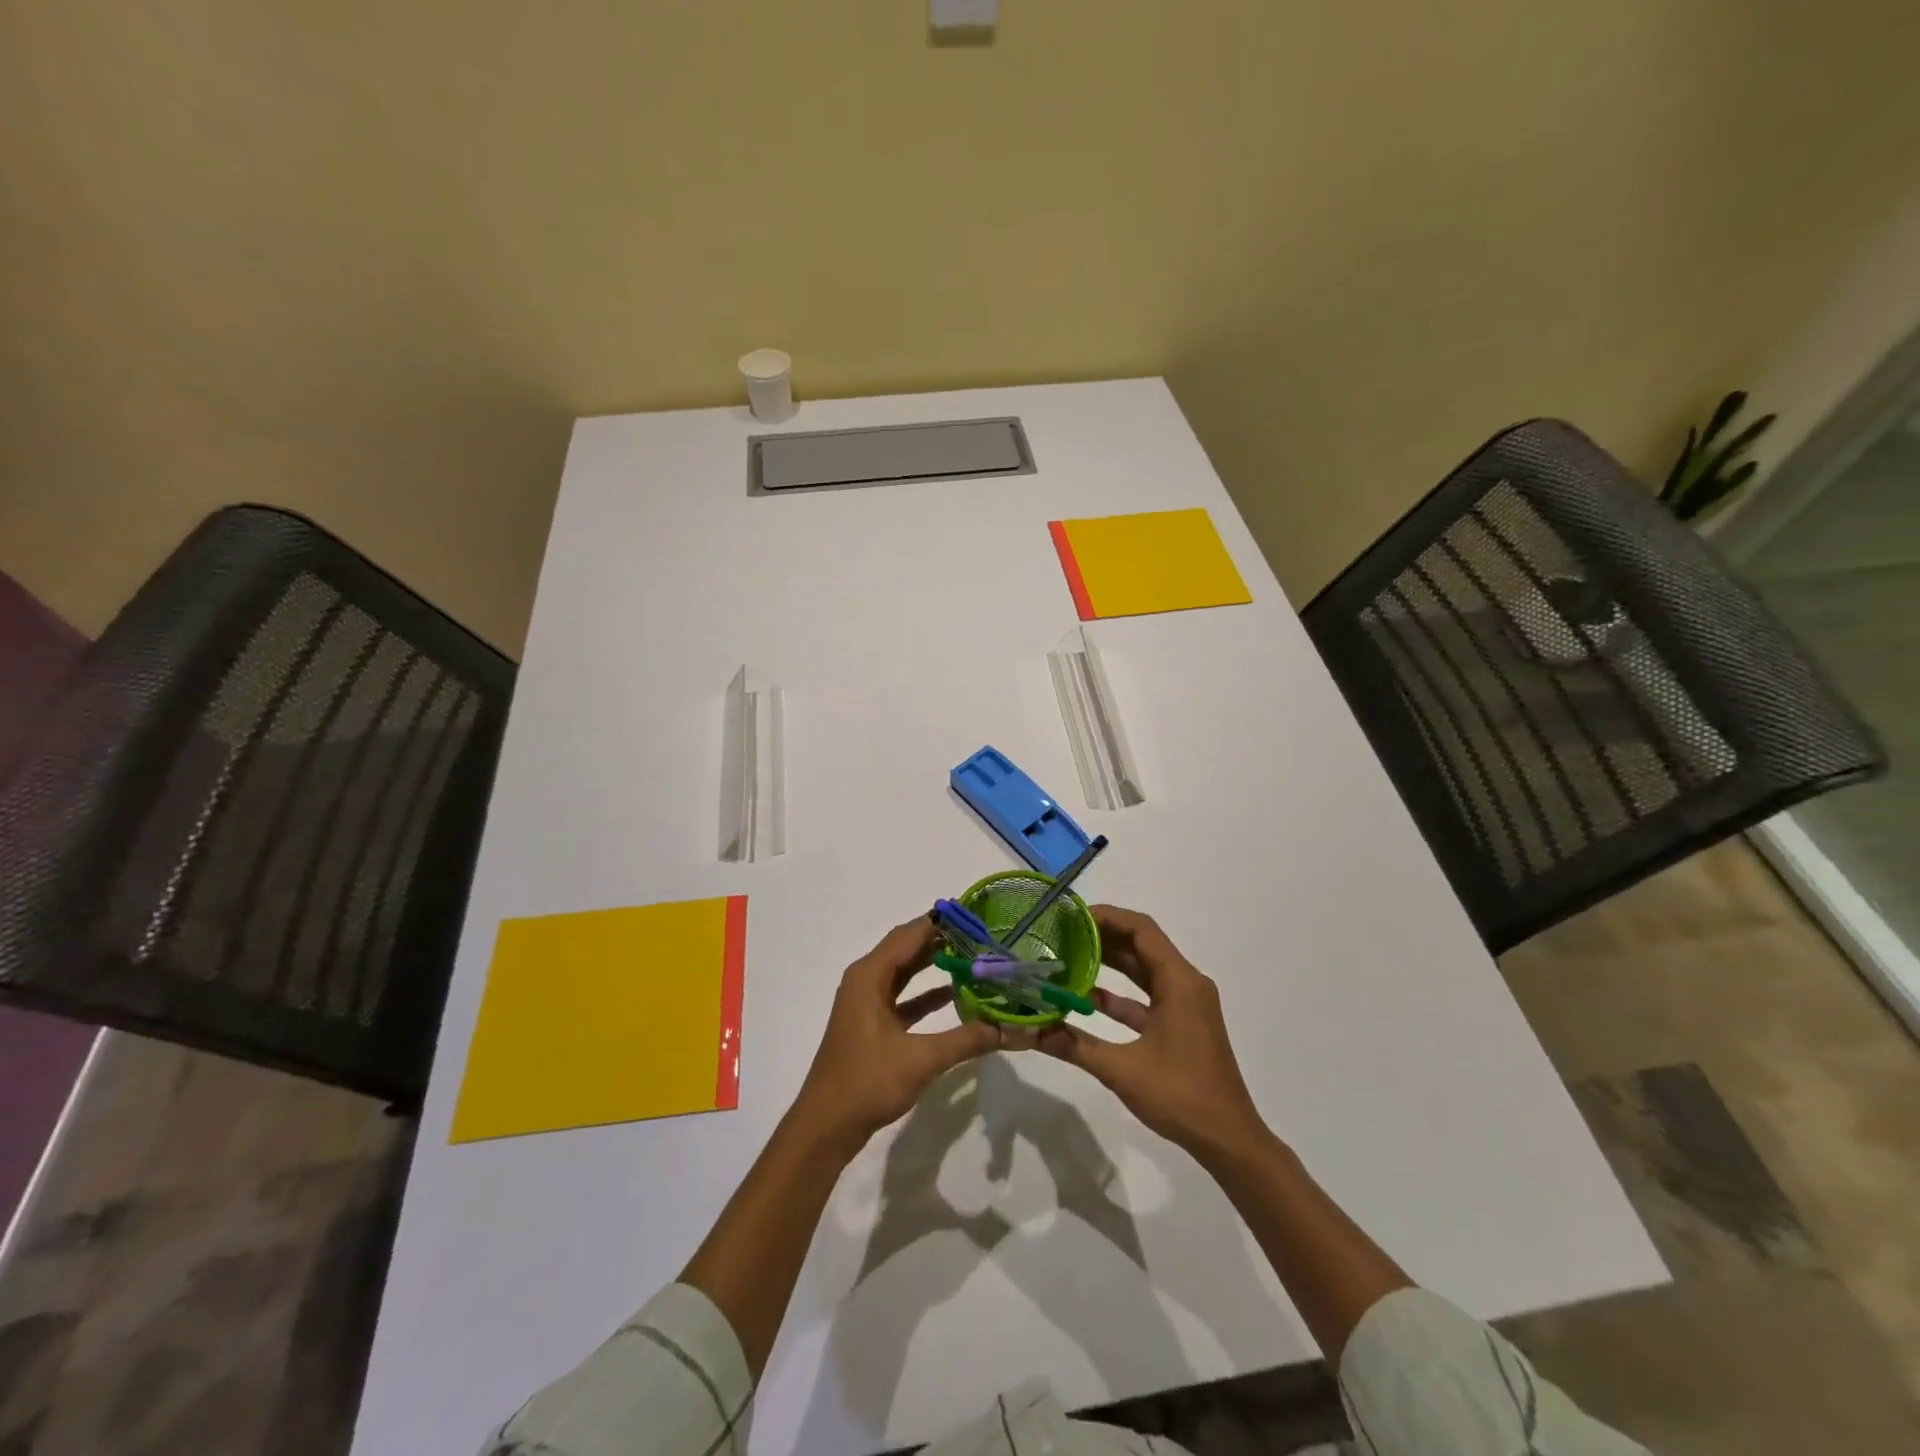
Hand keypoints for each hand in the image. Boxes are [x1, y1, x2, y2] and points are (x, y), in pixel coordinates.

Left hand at [790, 916, 1001, 1154]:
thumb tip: (1011, 1027)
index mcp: (870, 975)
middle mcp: (865, 980)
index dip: (940, 922)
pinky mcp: (870, 1024)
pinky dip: (924, 994)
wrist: (826, 1126)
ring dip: (932, 964)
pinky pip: (901, 997)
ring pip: (903, 972)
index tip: (973, 915)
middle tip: (979, 934)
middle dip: (940, 940)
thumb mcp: (922, 1059)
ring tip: (971, 957)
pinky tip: (952, 995)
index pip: (909, 934)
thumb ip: (967, 1039)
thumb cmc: (868, 1082)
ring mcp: (865, 1003)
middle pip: (906, 948)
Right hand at [1037, 905, 1267, 1161]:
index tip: (1070, 917)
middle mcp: (1186, 983)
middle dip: (1102, 937)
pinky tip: (1086, 998)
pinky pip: (1147, 995)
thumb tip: (1030, 1032)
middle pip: (1141, 944)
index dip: (1106, 916)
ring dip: (1109, 962)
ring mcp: (1186, 1004)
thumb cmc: (1181, 1096)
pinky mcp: (1182, 1023)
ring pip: (1143, 969)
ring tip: (1067, 957)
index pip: (1141, 929)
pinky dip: (1119, 993)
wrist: (1229, 1140)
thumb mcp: (1121, 1070)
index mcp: (1179, 982)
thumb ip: (1074, 1045)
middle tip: (1061, 934)